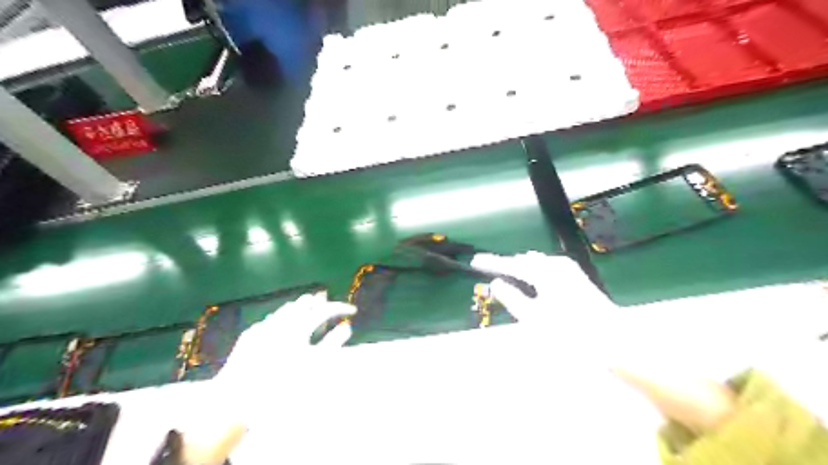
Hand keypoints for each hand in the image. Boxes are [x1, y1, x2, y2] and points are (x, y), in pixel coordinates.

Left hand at [214, 291, 353, 384]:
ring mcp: (262, 327)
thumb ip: (332, 344)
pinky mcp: (249, 336)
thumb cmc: (281, 385)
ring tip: (310, 311)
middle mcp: (280, 321)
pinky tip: (284, 327)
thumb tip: (347, 327)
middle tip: (330, 308)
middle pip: (304, 303)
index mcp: (297, 327)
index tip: (353, 310)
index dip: (340, 308)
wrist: (237, 400)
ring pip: (286, 309)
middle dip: (320, 303)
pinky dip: (283, 319)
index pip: (324, 310)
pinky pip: (271, 319)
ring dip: (301, 308)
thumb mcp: (313, 367)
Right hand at [472, 253, 613, 324]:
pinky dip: (534, 276)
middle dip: (507, 267)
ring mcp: (570, 271)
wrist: (614, 343)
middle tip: (488, 270)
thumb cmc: (570, 333)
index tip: (474, 261)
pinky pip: (547, 271)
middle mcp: (557, 265)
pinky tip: (530, 283)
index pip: (511, 264)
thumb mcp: (533, 318)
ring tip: (505, 276)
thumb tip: (496, 283)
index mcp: (545, 271)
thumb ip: (512, 298)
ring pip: (536, 266)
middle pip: (524, 263)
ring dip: (520, 271)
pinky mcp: (577, 280)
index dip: (491, 263)